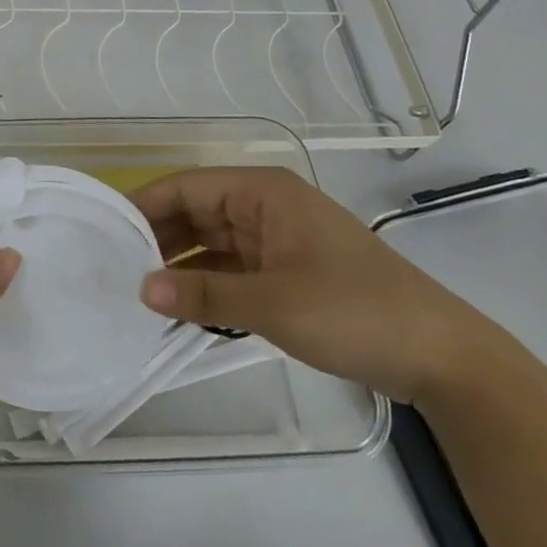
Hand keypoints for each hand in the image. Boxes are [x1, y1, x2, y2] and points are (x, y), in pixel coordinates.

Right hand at [132, 167, 484, 401]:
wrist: (442, 358)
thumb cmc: (355, 311)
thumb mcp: (272, 303)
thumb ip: (202, 294)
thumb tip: (140, 289)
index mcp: (262, 193)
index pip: (186, 188)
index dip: (144, 207)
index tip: (105, 234)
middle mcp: (265, 208)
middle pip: (195, 214)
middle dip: (157, 240)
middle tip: (111, 269)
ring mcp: (276, 242)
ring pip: (210, 245)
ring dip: (178, 268)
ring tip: (134, 293)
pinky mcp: (285, 274)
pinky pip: (230, 272)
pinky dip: (204, 288)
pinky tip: (175, 311)